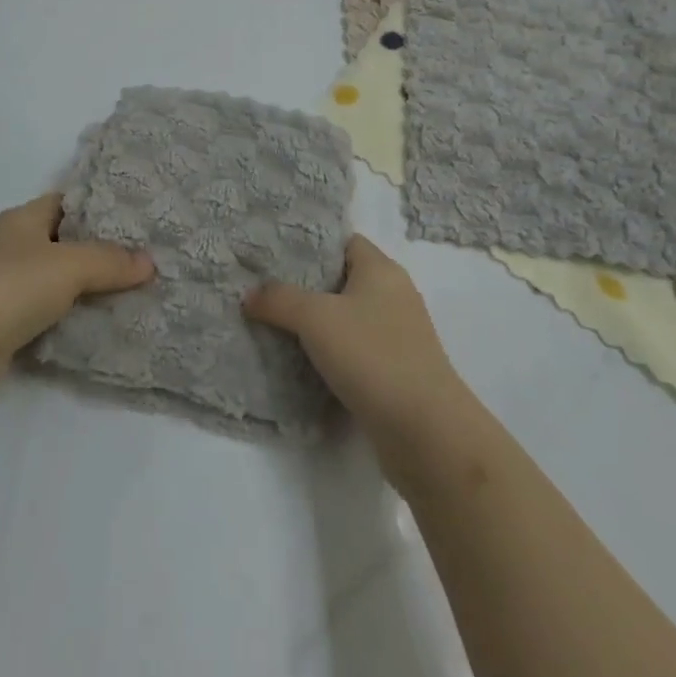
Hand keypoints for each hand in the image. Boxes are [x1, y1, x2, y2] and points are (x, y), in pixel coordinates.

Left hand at [0, 194, 154, 407]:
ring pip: (53, 280)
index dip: (98, 207)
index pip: (65, 202)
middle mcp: (9, 246)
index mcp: (20, 219)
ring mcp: (1, 286)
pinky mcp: (0, 324)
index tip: (134, 219)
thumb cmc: (11, 288)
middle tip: (141, 258)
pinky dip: (67, 317)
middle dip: (97, 251)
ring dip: (83, 288)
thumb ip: (110, 261)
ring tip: (128, 292)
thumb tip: (149, 263)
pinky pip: (44, 313)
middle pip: (61, 241)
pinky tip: (96, 325)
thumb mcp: (70, 266)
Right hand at [244, 235, 470, 459]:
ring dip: (316, 324)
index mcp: (381, 270)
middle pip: (342, 279)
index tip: (274, 253)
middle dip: (306, 286)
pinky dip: (331, 354)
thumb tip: (248, 295)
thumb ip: (279, 299)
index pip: (343, 242)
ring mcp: (397, 336)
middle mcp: (393, 296)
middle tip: (265, 289)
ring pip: (347, 318)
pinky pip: (355, 351)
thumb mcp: (315, 318)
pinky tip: (301, 363)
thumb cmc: (373, 356)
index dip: (310, 244)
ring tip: (275, 324)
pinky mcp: (396, 372)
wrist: (427, 435)